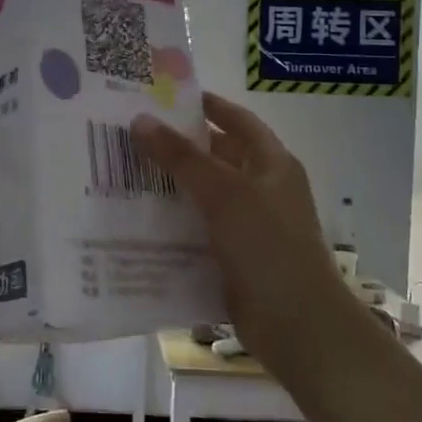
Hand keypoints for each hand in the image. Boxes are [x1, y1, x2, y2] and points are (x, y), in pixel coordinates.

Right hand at [131, 93, 359, 382]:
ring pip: (204, 195)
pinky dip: (173, 222)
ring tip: (123, 172)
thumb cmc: (268, 246)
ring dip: (171, 185)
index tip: (168, 96)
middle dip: (179, 146)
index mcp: (272, 164)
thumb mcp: (224, 193)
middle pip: (217, 157)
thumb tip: (140, 120)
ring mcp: (249, 225)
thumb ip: (181, 157)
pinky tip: (137, 219)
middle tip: (132, 134)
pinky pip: (199, 229)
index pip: (238, 121)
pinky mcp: (234, 257)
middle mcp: (262, 189)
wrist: (298, 325)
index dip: (209, 106)